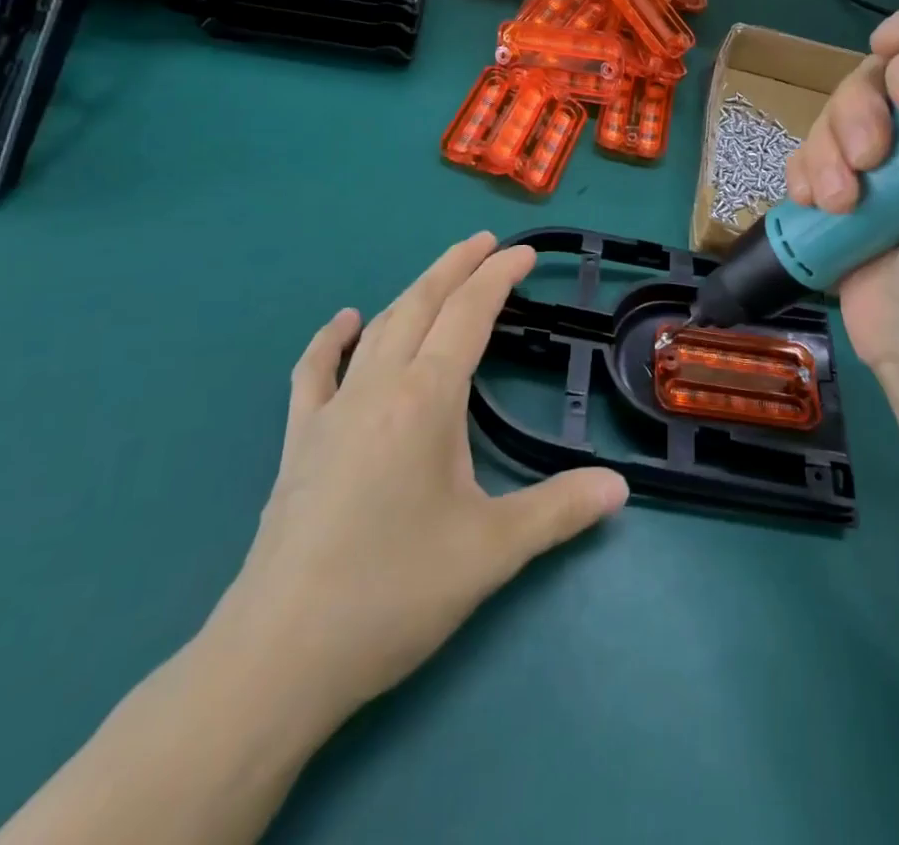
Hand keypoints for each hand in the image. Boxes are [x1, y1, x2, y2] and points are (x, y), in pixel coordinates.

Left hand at [207, 234, 628, 749]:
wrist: (278, 657)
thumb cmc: (393, 593)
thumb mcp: (491, 553)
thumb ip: (559, 511)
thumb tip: (620, 489)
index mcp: (426, 400)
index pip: (469, 315)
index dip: (497, 277)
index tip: (522, 253)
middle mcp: (378, 388)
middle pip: (421, 305)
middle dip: (457, 267)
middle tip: (486, 243)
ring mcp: (331, 412)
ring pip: (378, 328)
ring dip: (413, 292)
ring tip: (440, 275)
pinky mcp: (298, 442)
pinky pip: (315, 372)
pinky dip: (333, 339)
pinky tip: (346, 322)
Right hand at [784, 1, 898, 390]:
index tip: (889, 47)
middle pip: (882, 74)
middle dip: (858, 110)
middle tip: (866, 162)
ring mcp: (890, 162)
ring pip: (838, 112)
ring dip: (825, 151)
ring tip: (838, 204)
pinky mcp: (848, 188)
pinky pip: (809, 151)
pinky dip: (803, 173)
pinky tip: (814, 206)